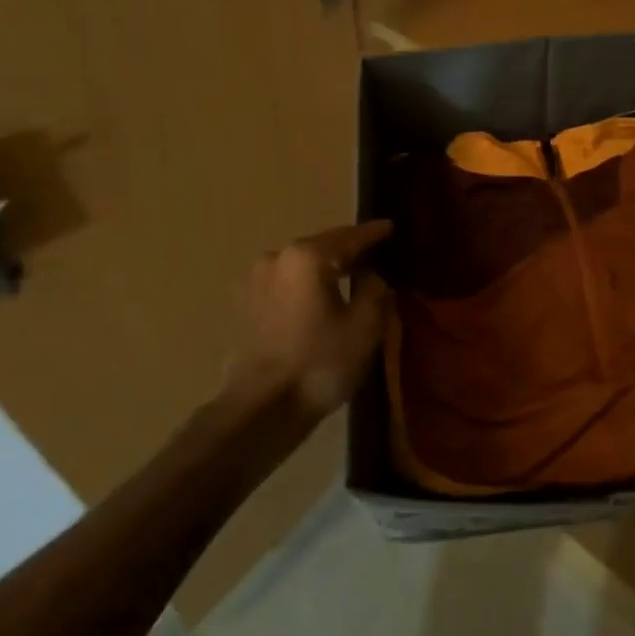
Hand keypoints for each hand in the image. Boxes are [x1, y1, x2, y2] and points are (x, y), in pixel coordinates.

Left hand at [224, 220, 393, 418]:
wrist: (261, 408)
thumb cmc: (319, 362)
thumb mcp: (365, 325)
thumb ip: (374, 289)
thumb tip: (370, 275)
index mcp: (307, 256)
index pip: (349, 236)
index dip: (373, 233)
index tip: (390, 227)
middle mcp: (277, 258)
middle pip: (321, 247)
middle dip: (348, 250)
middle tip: (374, 254)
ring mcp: (254, 281)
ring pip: (301, 267)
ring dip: (324, 270)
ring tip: (348, 277)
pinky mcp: (244, 306)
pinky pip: (285, 285)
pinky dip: (305, 287)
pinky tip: (319, 299)